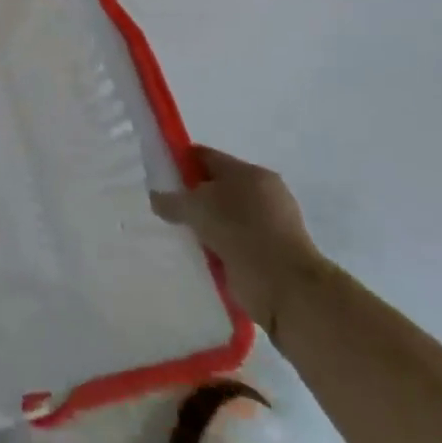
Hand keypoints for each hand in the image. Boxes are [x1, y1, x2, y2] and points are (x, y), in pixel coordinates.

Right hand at [153, 147, 327, 335]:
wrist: (285, 286)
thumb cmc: (240, 231)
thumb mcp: (194, 207)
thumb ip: (170, 200)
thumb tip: (156, 198)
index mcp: (250, 173)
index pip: (205, 157)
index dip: (178, 162)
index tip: (157, 176)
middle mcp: (262, 193)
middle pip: (215, 186)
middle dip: (190, 196)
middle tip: (165, 207)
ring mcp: (269, 224)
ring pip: (223, 216)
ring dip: (203, 224)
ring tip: (177, 232)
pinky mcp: (269, 252)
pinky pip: (232, 241)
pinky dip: (215, 245)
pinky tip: (196, 252)